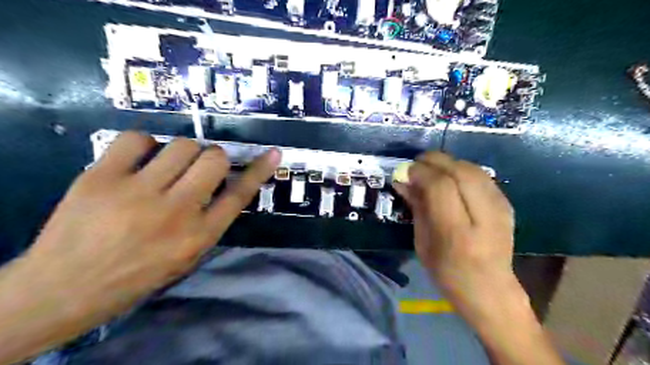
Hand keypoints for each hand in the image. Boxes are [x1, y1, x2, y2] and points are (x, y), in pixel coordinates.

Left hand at [25, 131, 280, 324]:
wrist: (65, 287)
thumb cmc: (139, 274)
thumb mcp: (188, 255)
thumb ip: (211, 219)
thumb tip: (225, 183)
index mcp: (199, 235)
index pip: (239, 194)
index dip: (259, 171)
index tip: (273, 153)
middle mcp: (176, 211)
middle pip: (214, 160)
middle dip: (213, 159)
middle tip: (199, 168)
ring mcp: (137, 192)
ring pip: (182, 145)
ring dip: (183, 152)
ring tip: (168, 166)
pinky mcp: (101, 178)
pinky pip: (137, 139)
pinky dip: (145, 144)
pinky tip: (140, 160)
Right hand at [394, 153, 521, 320]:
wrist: (490, 289)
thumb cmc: (447, 272)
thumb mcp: (422, 242)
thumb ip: (416, 206)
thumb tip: (402, 180)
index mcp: (457, 233)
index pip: (441, 187)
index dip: (421, 172)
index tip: (406, 171)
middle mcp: (484, 217)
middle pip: (460, 171)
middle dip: (434, 161)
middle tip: (416, 163)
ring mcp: (500, 209)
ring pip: (473, 168)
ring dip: (448, 162)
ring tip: (431, 168)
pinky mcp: (507, 204)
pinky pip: (481, 175)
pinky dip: (461, 169)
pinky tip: (450, 176)